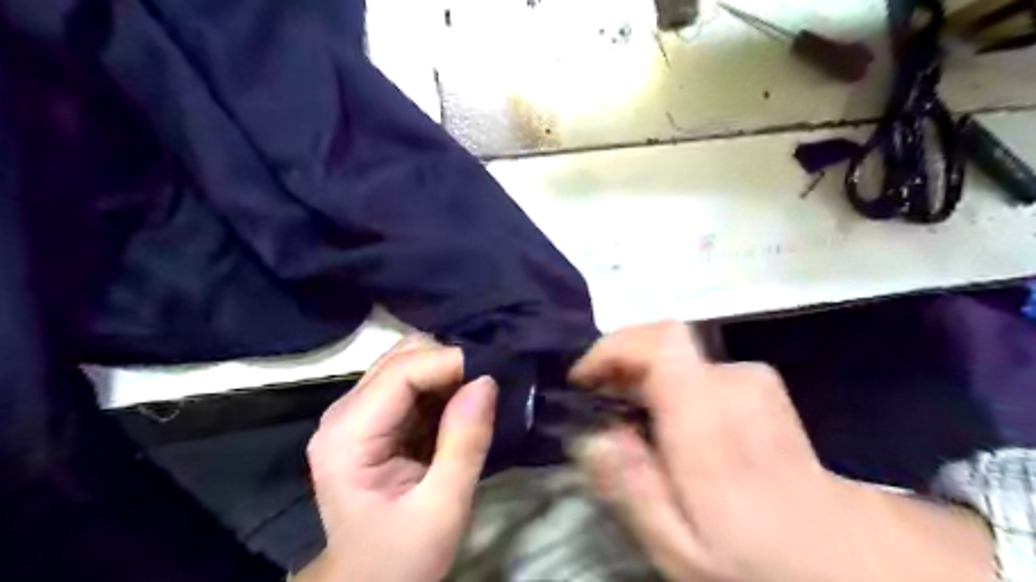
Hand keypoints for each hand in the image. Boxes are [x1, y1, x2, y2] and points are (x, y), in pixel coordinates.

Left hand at [300, 336, 497, 581]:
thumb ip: (465, 444)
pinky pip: (413, 381)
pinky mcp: (374, 417)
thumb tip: (487, 381)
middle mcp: (345, 412)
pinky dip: (443, 385)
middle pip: (403, 356)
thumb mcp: (442, 510)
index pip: (402, 371)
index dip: (451, 362)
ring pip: (410, 361)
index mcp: (348, 435)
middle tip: (489, 388)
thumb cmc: (401, 556)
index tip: (496, 374)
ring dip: (448, 373)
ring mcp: (357, 412)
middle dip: (450, 364)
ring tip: (479, 398)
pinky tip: (461, 407)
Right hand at [566, 322, 994, 580]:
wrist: (841, 555)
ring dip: (640, 376)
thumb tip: (592, 437)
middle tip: (596, 405)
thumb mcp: (680, 548)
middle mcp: (733, 382)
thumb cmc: (756, 557)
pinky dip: (664, 381)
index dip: (613, 347)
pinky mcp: (756, 383)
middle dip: (618, 366)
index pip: (660, 341)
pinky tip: (662, 421)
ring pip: (674, 356)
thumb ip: (632, 489)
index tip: (584, 380)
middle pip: (660, 343)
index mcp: (710, 418)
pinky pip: (692, 367)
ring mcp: (750, 379)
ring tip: (626, 418)